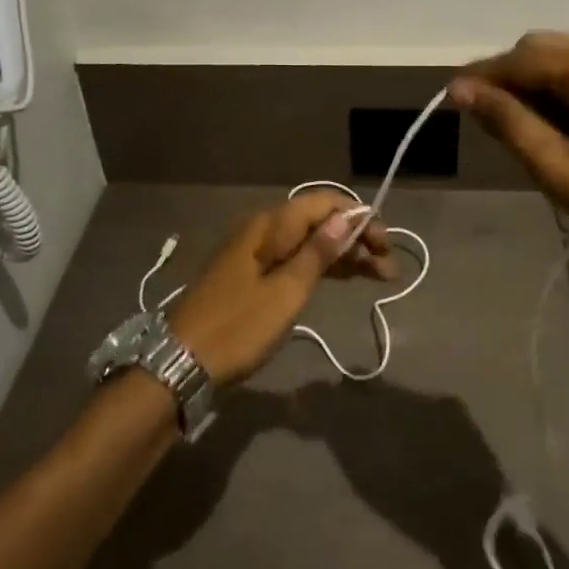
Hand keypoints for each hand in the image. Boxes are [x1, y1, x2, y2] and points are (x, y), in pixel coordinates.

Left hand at [167, 192, 393, 386]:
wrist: (180, 364)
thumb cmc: (237, 328)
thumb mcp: (285, 293)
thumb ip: (317, 253)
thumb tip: (346, 216)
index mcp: (268, 225)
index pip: (322, 203)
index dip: (358, 217)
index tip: (385, 245)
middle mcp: (262, 230)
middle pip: (317, 222)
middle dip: (355, 239)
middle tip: (388, 269)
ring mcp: (254, 253)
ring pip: (308, 242)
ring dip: (342, 255)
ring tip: (379, 276)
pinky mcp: (251, 276)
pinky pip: (293, 260)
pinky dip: (320, 268)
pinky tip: (344, 278)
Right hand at [451, 33, 568, 276]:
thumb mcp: (563, 172)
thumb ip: (510, 124)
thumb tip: (462, 89)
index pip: (522, 59)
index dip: (482, 77)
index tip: (450, 100)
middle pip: (542, 49)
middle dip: (508, 78)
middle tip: (486, 121)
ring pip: (565, 59)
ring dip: (534, 85)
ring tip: (519, 129)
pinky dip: (561, 91)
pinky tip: (555, 125)